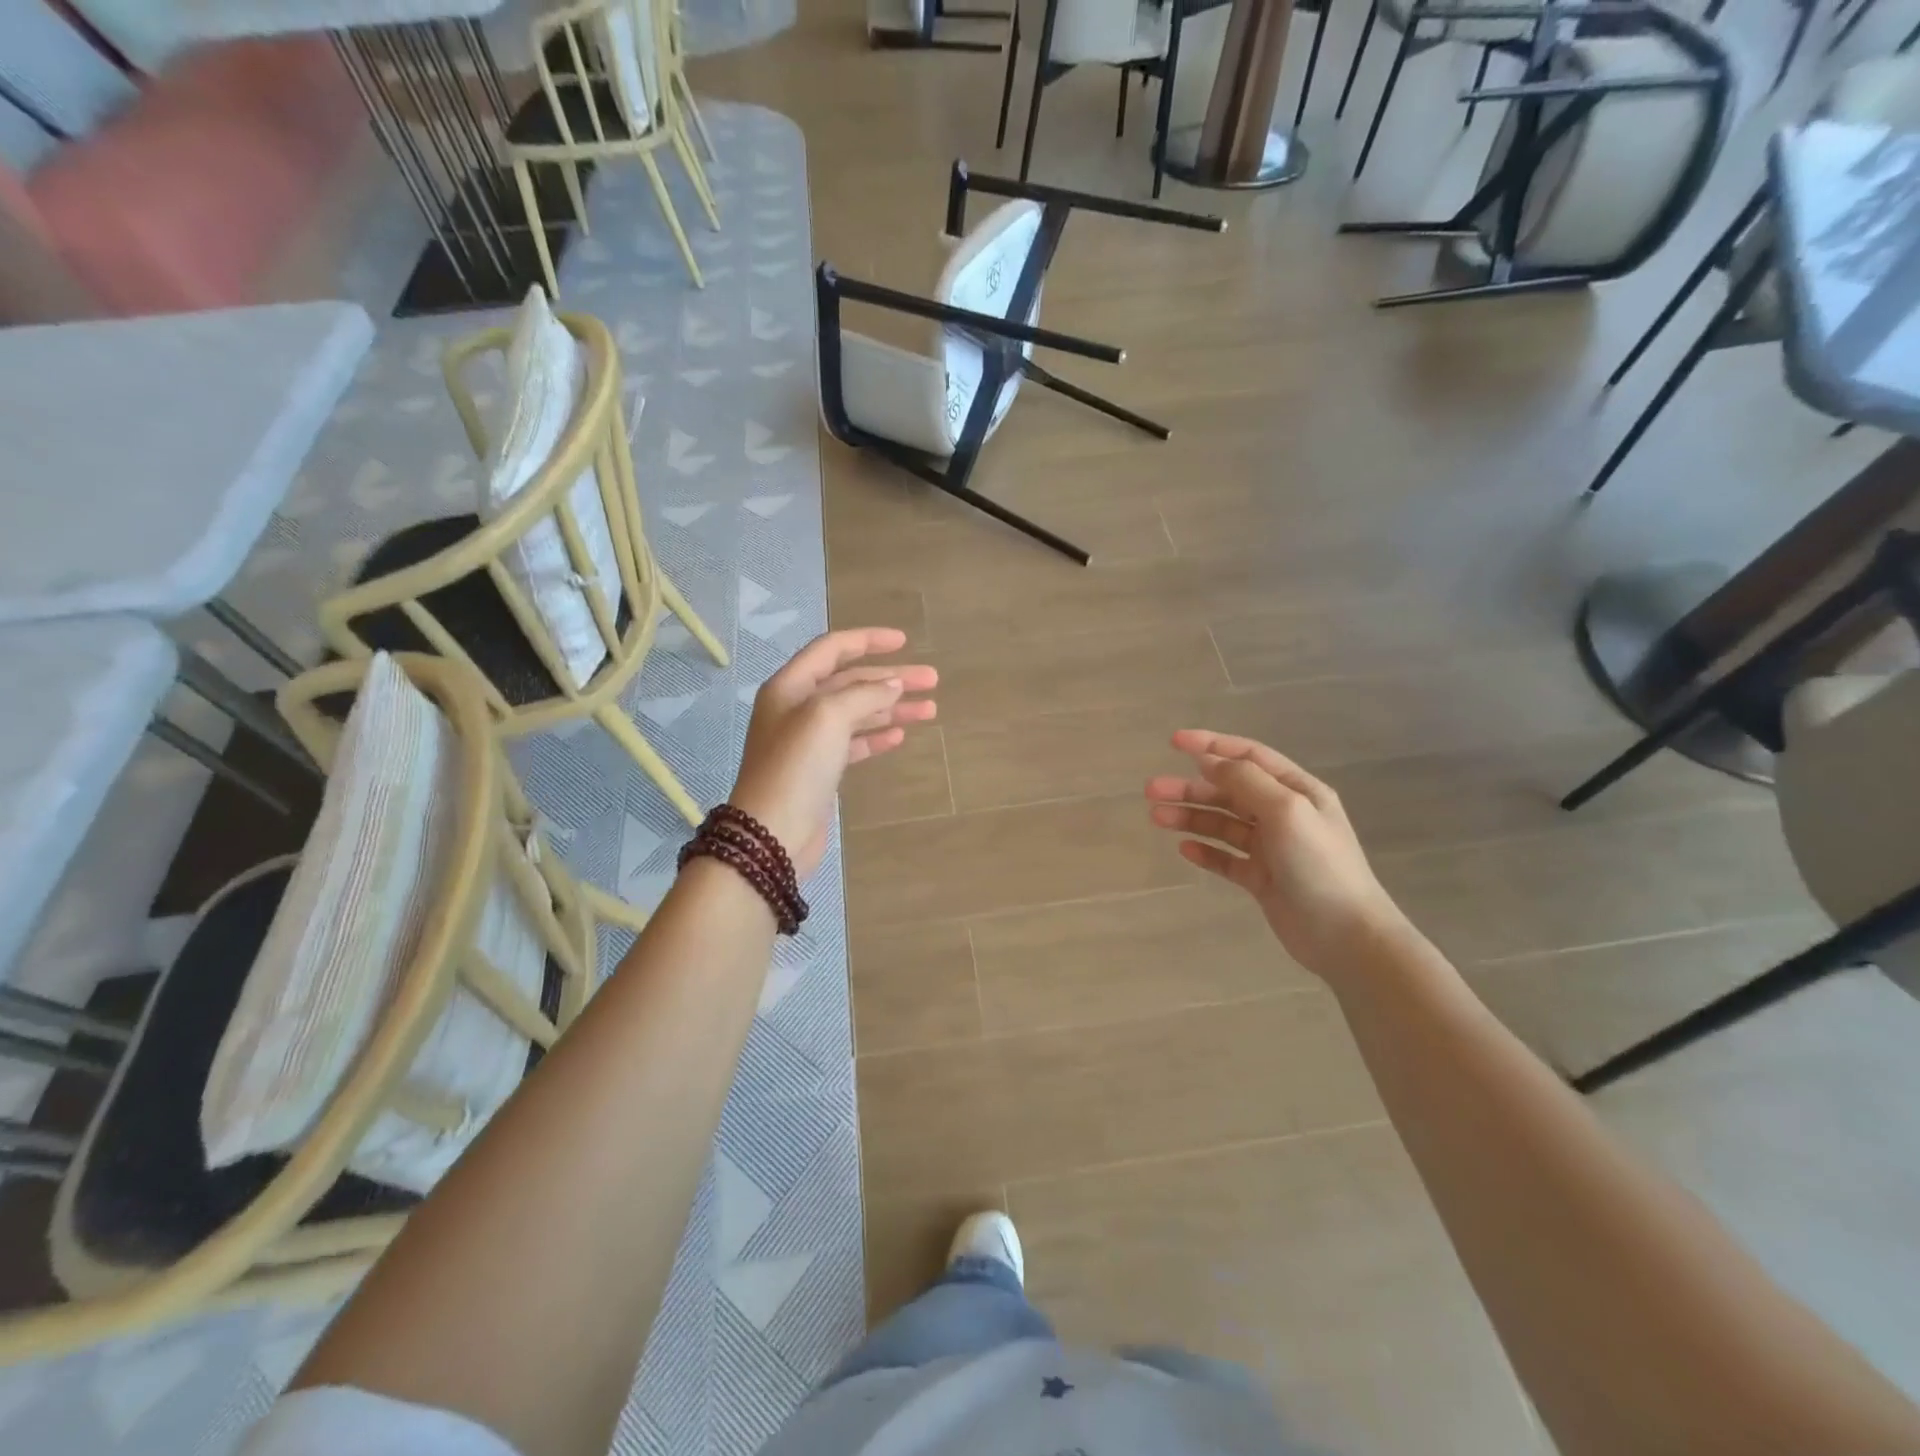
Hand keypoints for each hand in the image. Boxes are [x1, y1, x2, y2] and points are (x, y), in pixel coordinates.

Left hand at [728, 628, 936, 879]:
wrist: (773, 832)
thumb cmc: (797, 766)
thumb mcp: (828, 716)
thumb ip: (864, 694)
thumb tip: (893, 684)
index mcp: (791, 686)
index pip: (832, 649)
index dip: (868, 640)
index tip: (905, 641)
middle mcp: (797, 708)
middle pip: (850, 681)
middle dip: (891, 678)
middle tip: (932, 681)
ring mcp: (809, 741)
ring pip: (857, 713)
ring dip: (892, 707)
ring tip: (930, 709)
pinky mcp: (821, 770)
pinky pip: (854, 742)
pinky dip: (877, 735)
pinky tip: (900, 734)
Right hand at [1145, 730, 1408, 979]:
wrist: (1345, 936)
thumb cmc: (1319, 865)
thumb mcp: (1286, 810)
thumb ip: (1247, 781)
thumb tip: (1210, 760)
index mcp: (1297, 791)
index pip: (1248, 756)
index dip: (1211, 745)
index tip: (1173, 741)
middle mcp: (1283, 814)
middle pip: (1228, 791)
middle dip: (1190, 787)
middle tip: (1151, 790)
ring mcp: (1272, 848)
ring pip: (1223, 824)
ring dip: (1190, 817)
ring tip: (1156, 817)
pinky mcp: (1261, 879)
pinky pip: (1226, 858)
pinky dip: (1205, 851)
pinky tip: (1184, 849)